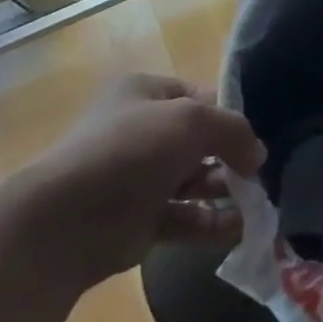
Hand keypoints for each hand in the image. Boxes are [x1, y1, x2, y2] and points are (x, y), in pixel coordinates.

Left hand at [21, 74, 266, 286]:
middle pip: (199, 140)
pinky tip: (239, 228)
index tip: (253, 135)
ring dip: (225, 190)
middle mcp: (139, 131)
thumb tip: (257, 155)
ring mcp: (137, 178)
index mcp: (144, 93)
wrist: (65, 221)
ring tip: (256, 202)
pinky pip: (184, 217)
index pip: (199, 96)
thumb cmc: (131, 150)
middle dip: (230, 156)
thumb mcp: (194, 120)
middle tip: (257, 173)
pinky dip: (211, 222)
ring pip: (193, 181)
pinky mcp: (137, 221)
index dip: (228, 113)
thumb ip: (234, 131)